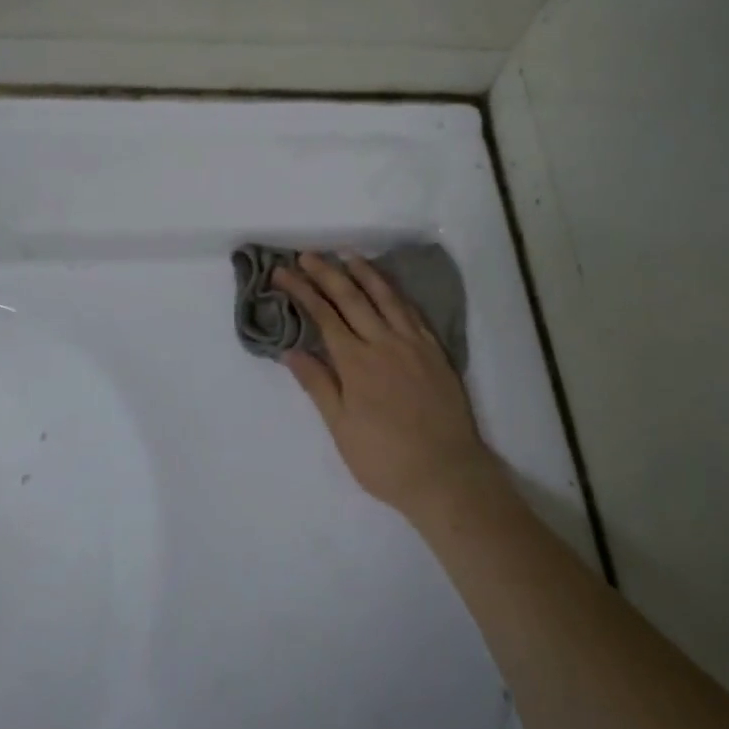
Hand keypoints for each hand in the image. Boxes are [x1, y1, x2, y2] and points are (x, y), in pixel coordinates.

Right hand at [273, 252, 504, 522]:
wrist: (446, 474)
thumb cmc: (385, 459)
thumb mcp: (341, 429)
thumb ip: (318, 385)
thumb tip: (292, 350)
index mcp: (356, 363)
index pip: (323, 315)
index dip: (301, 290)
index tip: (282, 272)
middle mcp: (384, 343)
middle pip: (351, 298)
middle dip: (326, 273)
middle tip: (307, 255)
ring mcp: (413, 344)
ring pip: (385, 297)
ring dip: (364, 272)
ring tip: (347, 254)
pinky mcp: (435, 351)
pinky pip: (412, 311)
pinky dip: (395, 293)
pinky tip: (388, 287)